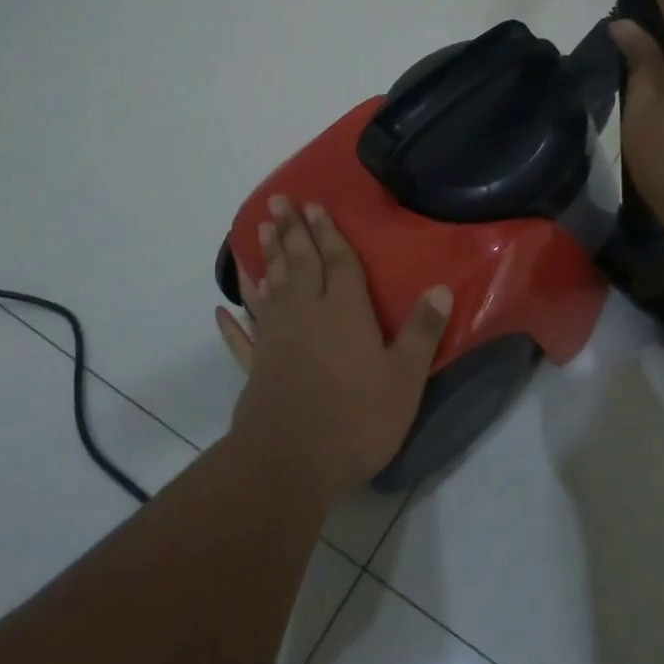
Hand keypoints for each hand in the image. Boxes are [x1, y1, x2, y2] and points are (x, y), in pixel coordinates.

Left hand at [215, 197, 453, 501]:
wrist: (291, 461)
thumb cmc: (356, 417)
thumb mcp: (404, 377)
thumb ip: (422, 331)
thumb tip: (441, 288)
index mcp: (344, 311)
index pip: (338, 262)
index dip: (328, 233)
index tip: (313, 205)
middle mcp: (306, 314)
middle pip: (298, 264)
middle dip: (292, 231)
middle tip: (278, 202)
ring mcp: (276, 339)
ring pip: (270, 288)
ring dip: (266, 258)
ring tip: (258, 231)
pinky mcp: (256, 367)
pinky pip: (242, 337)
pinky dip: (233, 323)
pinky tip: (222, 309)